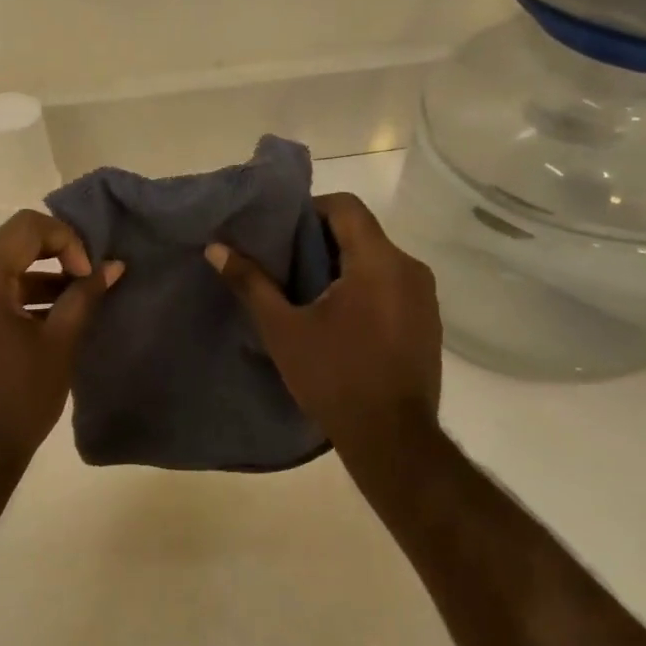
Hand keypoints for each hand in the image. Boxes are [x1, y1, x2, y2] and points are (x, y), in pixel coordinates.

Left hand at [0, 210, 122, 480]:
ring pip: (3, 269)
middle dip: (57, 256)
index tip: (87, 275)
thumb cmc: (18, 400)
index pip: (26, 228)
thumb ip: (84, 296)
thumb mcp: (59, 344)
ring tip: (79, 302)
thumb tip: (113, 266)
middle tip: (89, 281)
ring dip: (42, 278)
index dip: (67, 240)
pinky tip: (54, 319)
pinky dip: (22, 297)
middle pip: (13, 245)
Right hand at [205, 192, 440, 456]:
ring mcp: (425, 297)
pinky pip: (394, 286)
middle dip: (323, 242)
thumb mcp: (283, 330)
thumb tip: (216, 248)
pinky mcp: (429, 322)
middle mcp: (410, 269)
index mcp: (378, 261)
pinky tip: (341, 321)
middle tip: (286, 265)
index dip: (311, 210)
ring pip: (379, 261)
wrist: (392, 439)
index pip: (346, 206)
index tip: (283, 234)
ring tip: (309, 294)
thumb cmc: (334, 378)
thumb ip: (251, 283)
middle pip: (362, 232)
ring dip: (344, 267)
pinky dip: (366, 289)